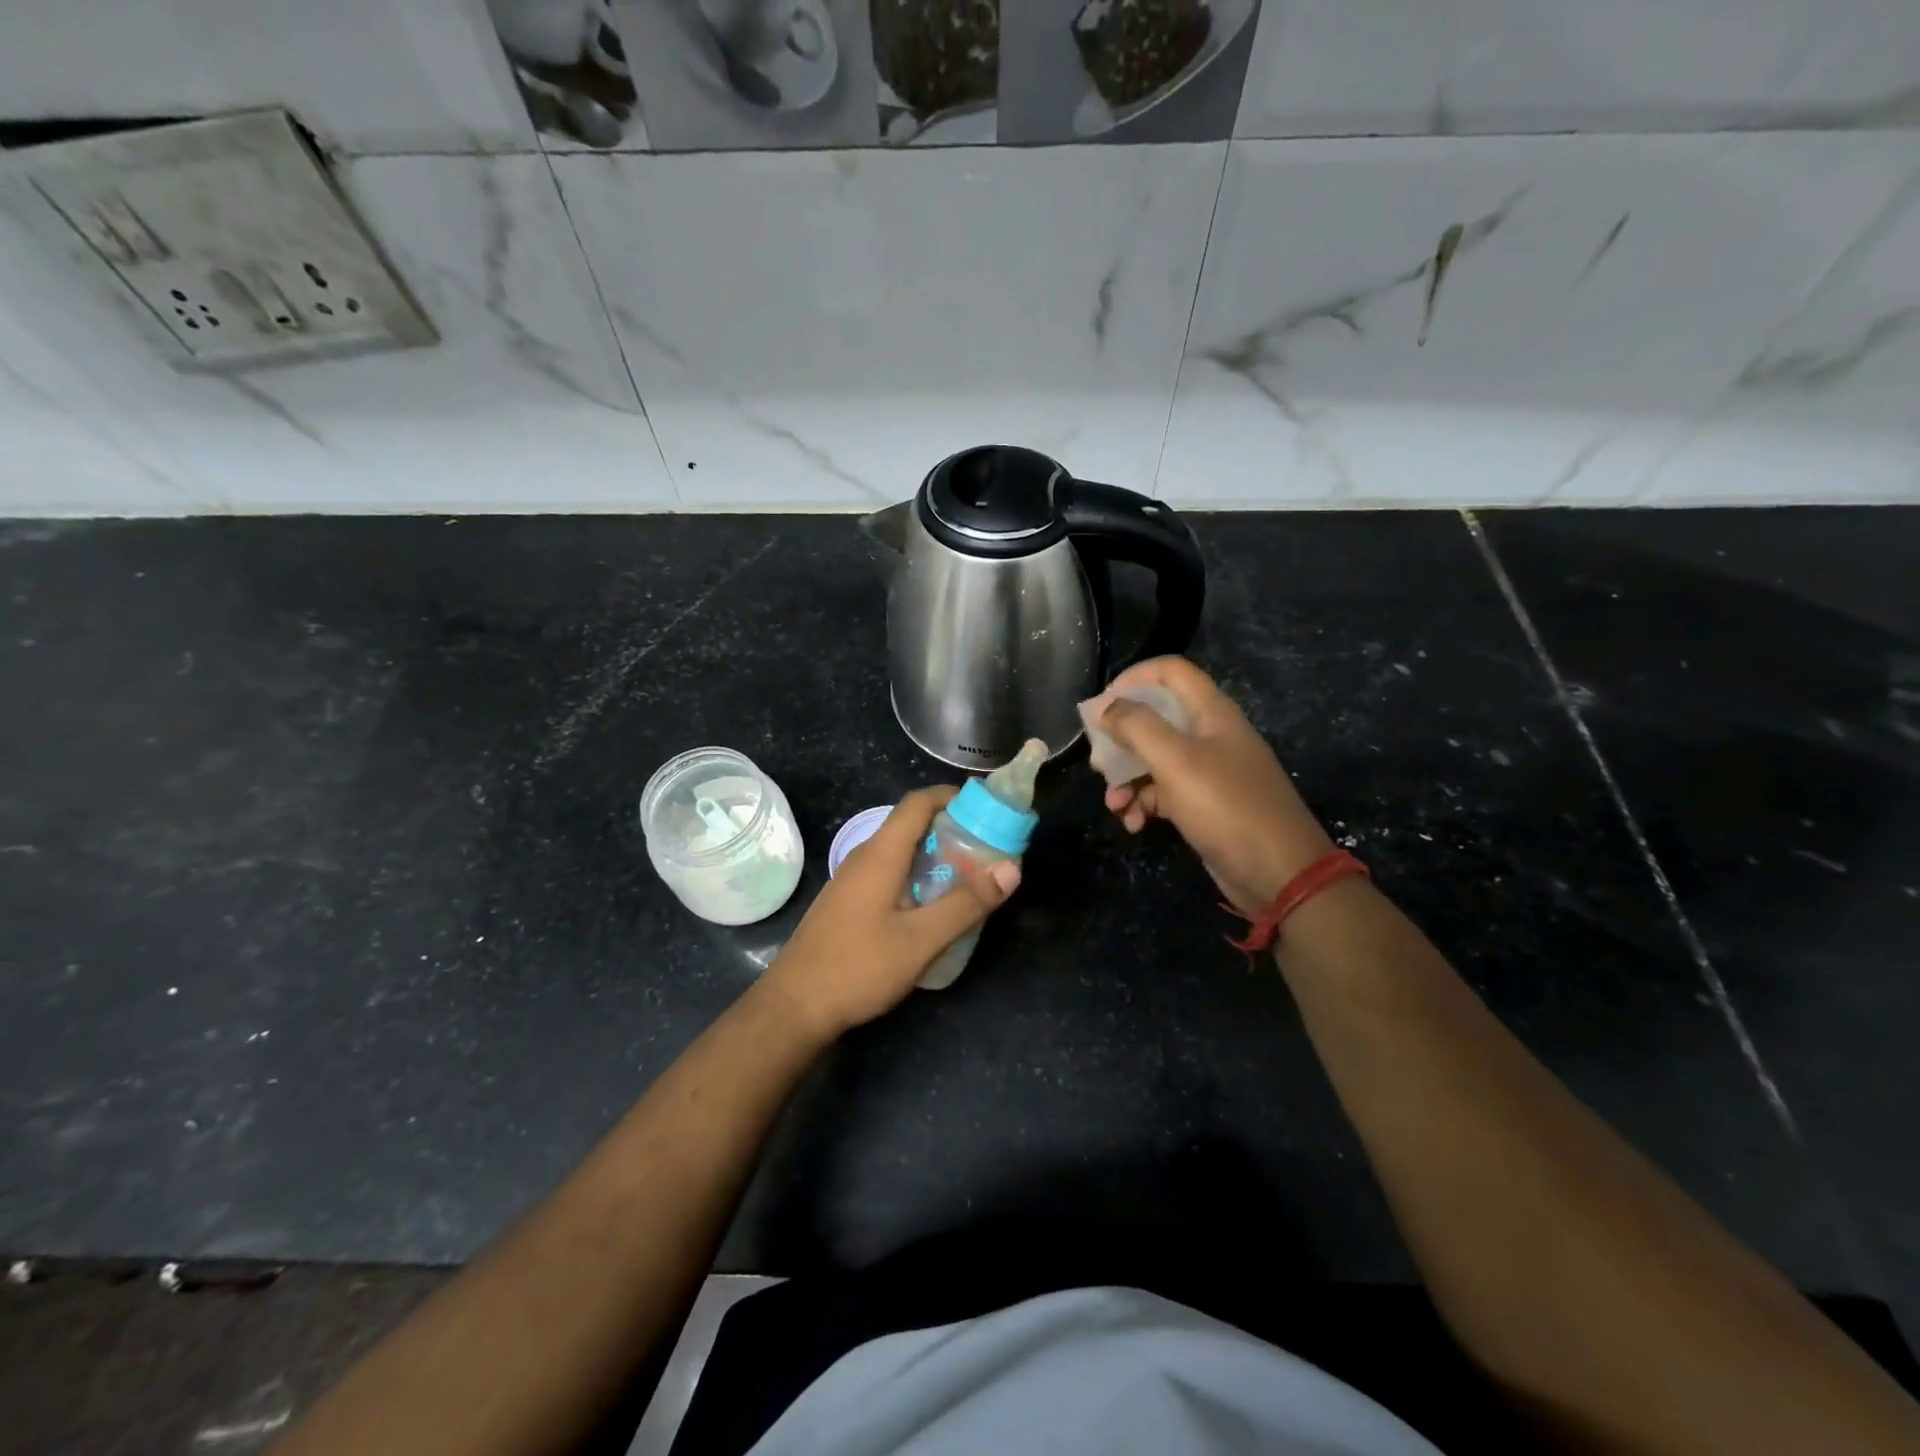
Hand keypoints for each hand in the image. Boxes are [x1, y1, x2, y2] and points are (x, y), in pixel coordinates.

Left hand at [760, 787, 1020, 1037]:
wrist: (793, 1007)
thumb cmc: (858, 967)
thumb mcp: (921, 940)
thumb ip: (966, 903)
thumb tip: (1012, 868)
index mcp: (881, 854)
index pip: (918, 802)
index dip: (953, 796)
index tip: (988, 809)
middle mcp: (865, 857)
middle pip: (912, 824)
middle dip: (953, 829)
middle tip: (990, 849)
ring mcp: (853, 880)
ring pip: (901, 852)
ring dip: (937, 855)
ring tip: (972, 877)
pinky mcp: (849, 902)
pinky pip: (890, 873)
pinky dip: (918, 875)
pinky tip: (934, 907)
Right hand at [1087, 656, 1334, 914]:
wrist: (1279, 874)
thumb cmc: (1227, 807)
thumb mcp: (1176, 762)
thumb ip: (1137, 727)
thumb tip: (1103, 707)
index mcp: (1210, 713)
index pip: (1169, 672)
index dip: (1133, 679)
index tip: (1102, 706)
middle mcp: (1209, 735)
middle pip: (1154, 718)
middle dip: (1120, 740)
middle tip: (1098, 764)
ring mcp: (1207, 772)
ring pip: (1153, 760)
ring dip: (1127, 779)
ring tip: (1114, 805)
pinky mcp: (1202, 805)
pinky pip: (1162, 793)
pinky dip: (1143, 804)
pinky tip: (1133, 824)